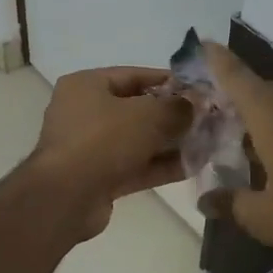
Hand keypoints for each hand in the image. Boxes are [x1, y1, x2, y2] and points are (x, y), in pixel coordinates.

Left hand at [25, 67, 190, 240]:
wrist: (66, 197)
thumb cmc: (104, 140)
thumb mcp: (148, 115)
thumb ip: (177, 107)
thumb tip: (195, 104)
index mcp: (86, 85)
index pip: (134, 75)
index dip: (169, 81)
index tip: (199, 89)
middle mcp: (84, 112)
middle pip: (137, 109)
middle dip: (172, 115)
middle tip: (206, 119)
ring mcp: (89, 147)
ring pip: (137, 140)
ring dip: (170, 142)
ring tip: (206, 143)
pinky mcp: (97, 177)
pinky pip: (134, 165)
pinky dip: (159, 165)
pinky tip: (192, 167)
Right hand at [204, 43, 272, 254]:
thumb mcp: (268, 217)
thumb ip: (233, 205)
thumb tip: (206, 202)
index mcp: (271, 112)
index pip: (236, 76)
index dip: (216, 59)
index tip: (203, 43)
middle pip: (263, 92)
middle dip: (244, 105)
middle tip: (229, 126)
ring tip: (263, 149)